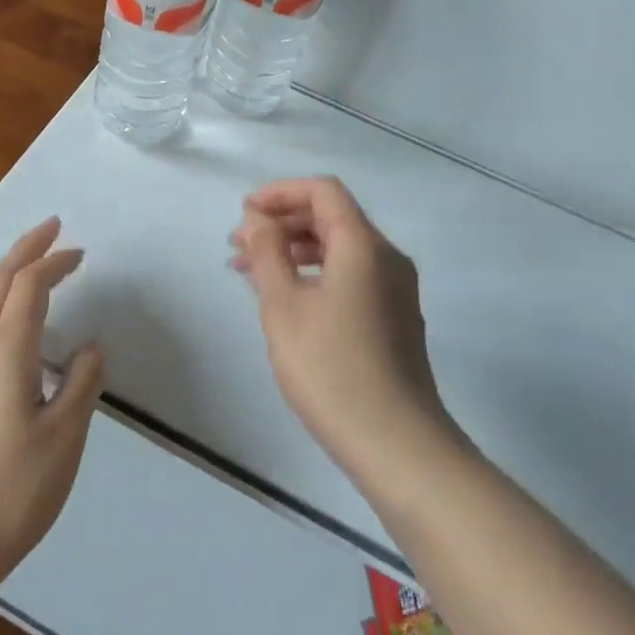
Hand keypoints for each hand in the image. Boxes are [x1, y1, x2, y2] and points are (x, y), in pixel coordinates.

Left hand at [0, 218, 103, 589]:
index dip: (54, 262)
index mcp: (5, 352)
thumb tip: (90, 345)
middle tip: (51, 229)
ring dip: (2, 270)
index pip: (30, 286)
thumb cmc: (7, 493)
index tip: (79, 253)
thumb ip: (80, 385)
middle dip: (24, 249)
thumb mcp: (62, 441)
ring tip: (25, 262)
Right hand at [230, 177, 449, 484]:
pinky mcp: (395, 317)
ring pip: (341, 249)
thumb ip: (267, 252)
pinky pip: (351, 275)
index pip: (323, 191)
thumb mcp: (284, 306)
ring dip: (295, 250)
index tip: (244, 214)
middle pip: (332, 217)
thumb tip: (258, 217)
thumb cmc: (331, 368)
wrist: (396, 444)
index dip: (280, 192)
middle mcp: (386, 257)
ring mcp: (395, 289)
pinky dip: (315, 274)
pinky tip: (287, 299)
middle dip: (282, 223)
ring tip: (252, 272)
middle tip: (239, 247)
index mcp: (363, 245)